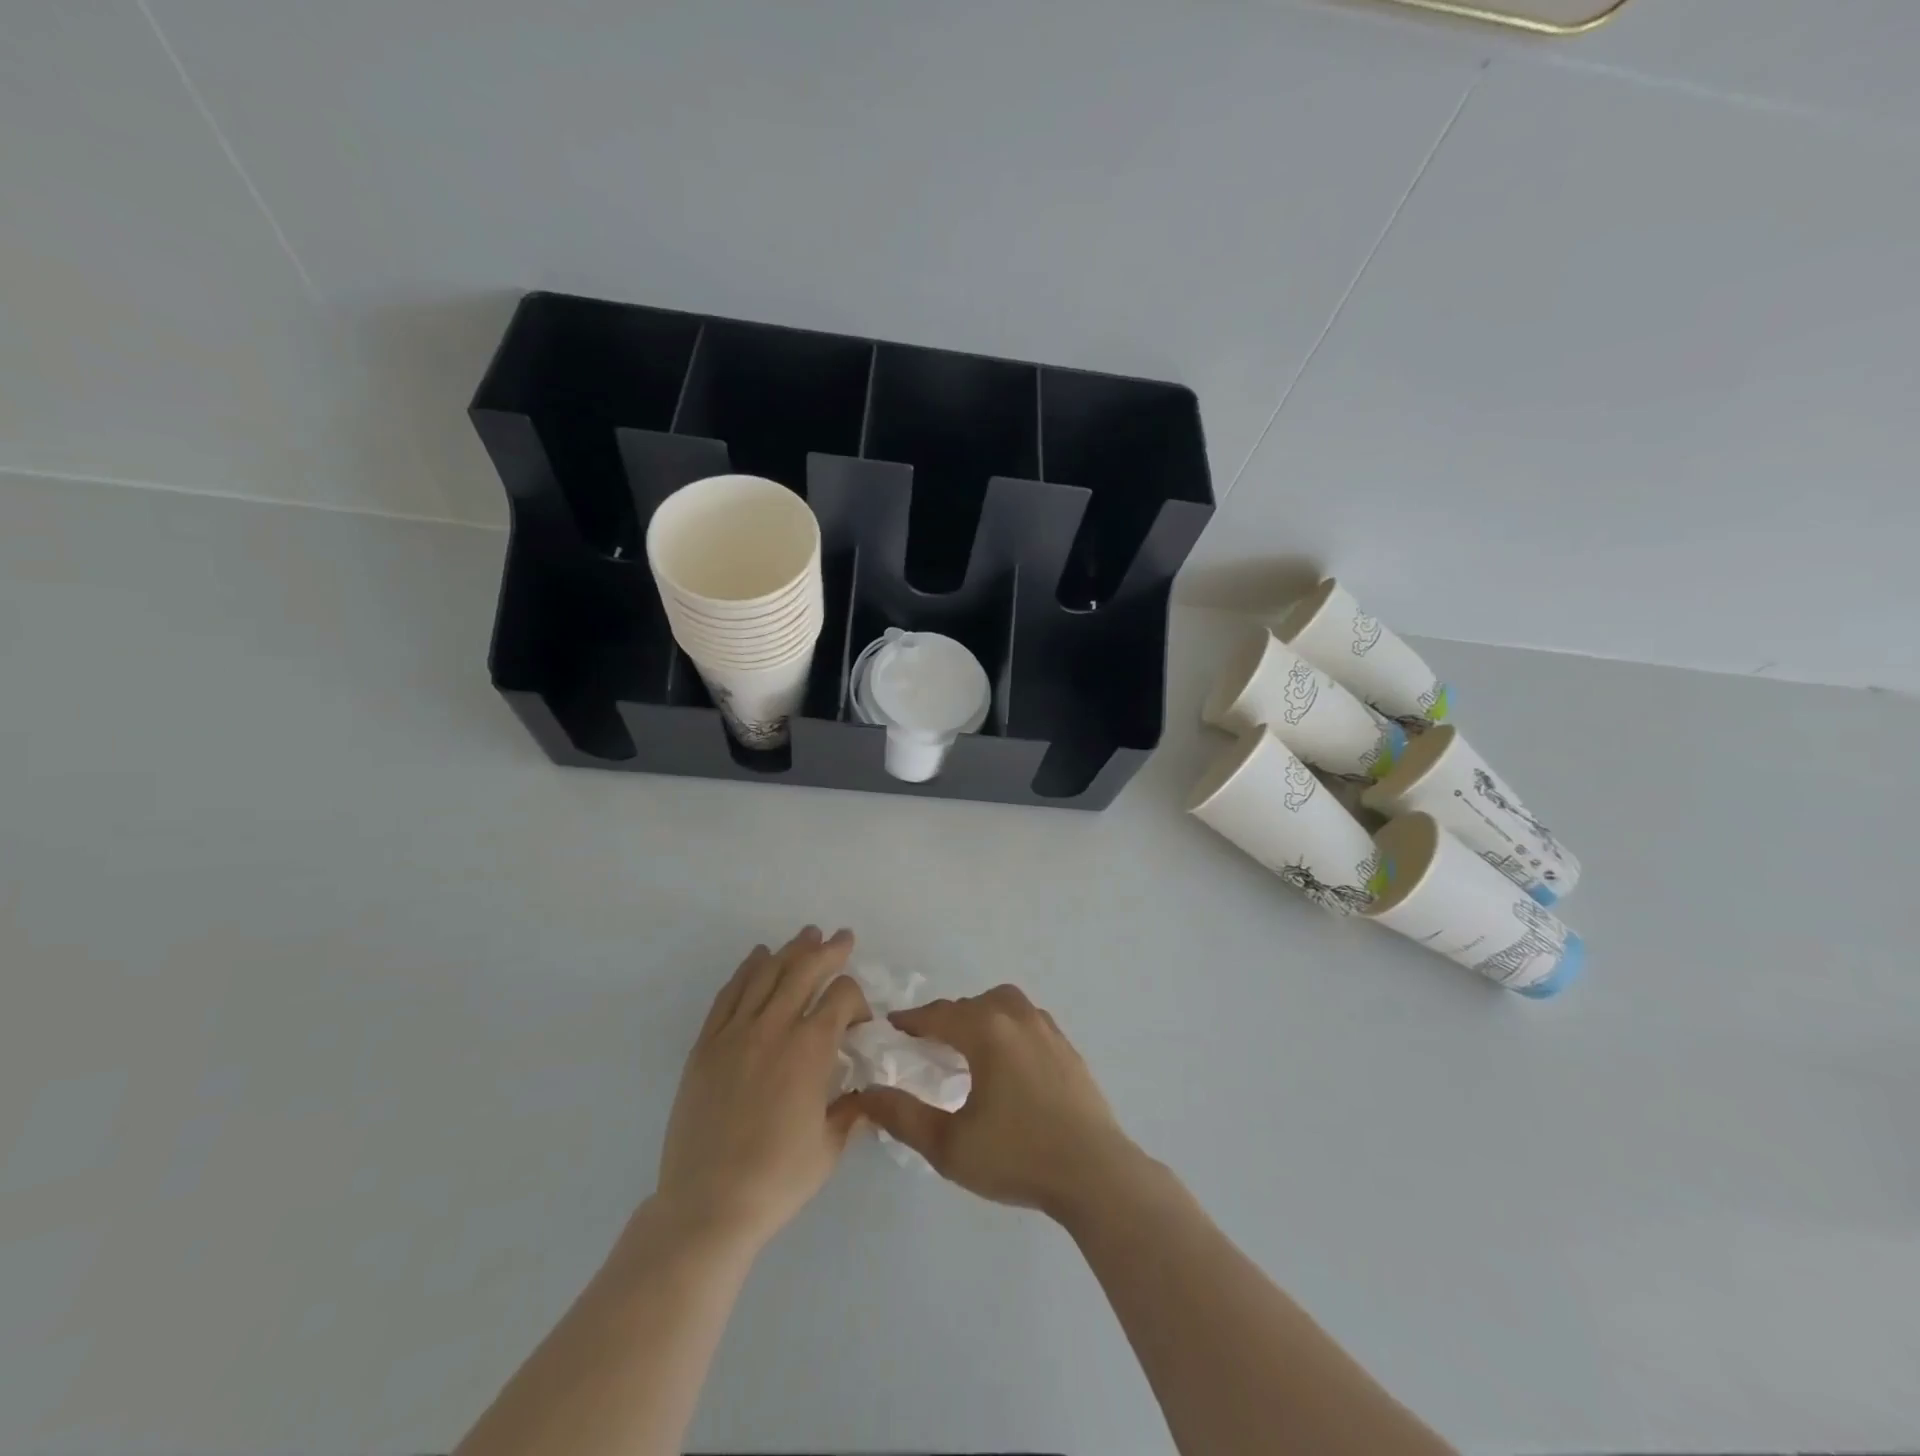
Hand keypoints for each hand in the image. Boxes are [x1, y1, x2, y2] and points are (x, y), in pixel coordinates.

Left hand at [655, 928, 870, 1250]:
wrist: (707, 1205)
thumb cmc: (777, 1179)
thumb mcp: (830, 1147)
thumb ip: (852, 1111)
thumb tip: (865, 1094)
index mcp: (811, 1049)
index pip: (842, 997)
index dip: (858, 1001)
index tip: (860, 1024)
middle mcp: (774, 1028)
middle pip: (805, 970)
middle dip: (828, 951)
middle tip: (842, 938)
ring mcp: (735, 1033)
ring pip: (767, 975)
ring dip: (790, 951)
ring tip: (806, 935)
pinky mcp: (706, 1045)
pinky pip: (729, 995)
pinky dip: (746, 971)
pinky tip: (757, 958)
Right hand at [854, 984, 1144, 1220]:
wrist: (1094, 1172)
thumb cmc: (1017, 1156)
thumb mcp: (949, 1146)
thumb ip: (904, 1117)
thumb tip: (868, 1094)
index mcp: (987, 1032)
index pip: (940, 1015)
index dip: (913, 1019)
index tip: (893, 1025)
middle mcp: (1017, 1018)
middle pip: (972, 1004)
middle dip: (946, 1017)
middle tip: (927, 1040)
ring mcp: (1047, 1029)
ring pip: (1005, 1004)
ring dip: (980, 1014)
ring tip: (968, 1043)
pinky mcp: (1067, 1047)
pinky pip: (1028, 1019)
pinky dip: (1007, 1025)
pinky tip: (1007, 1057)